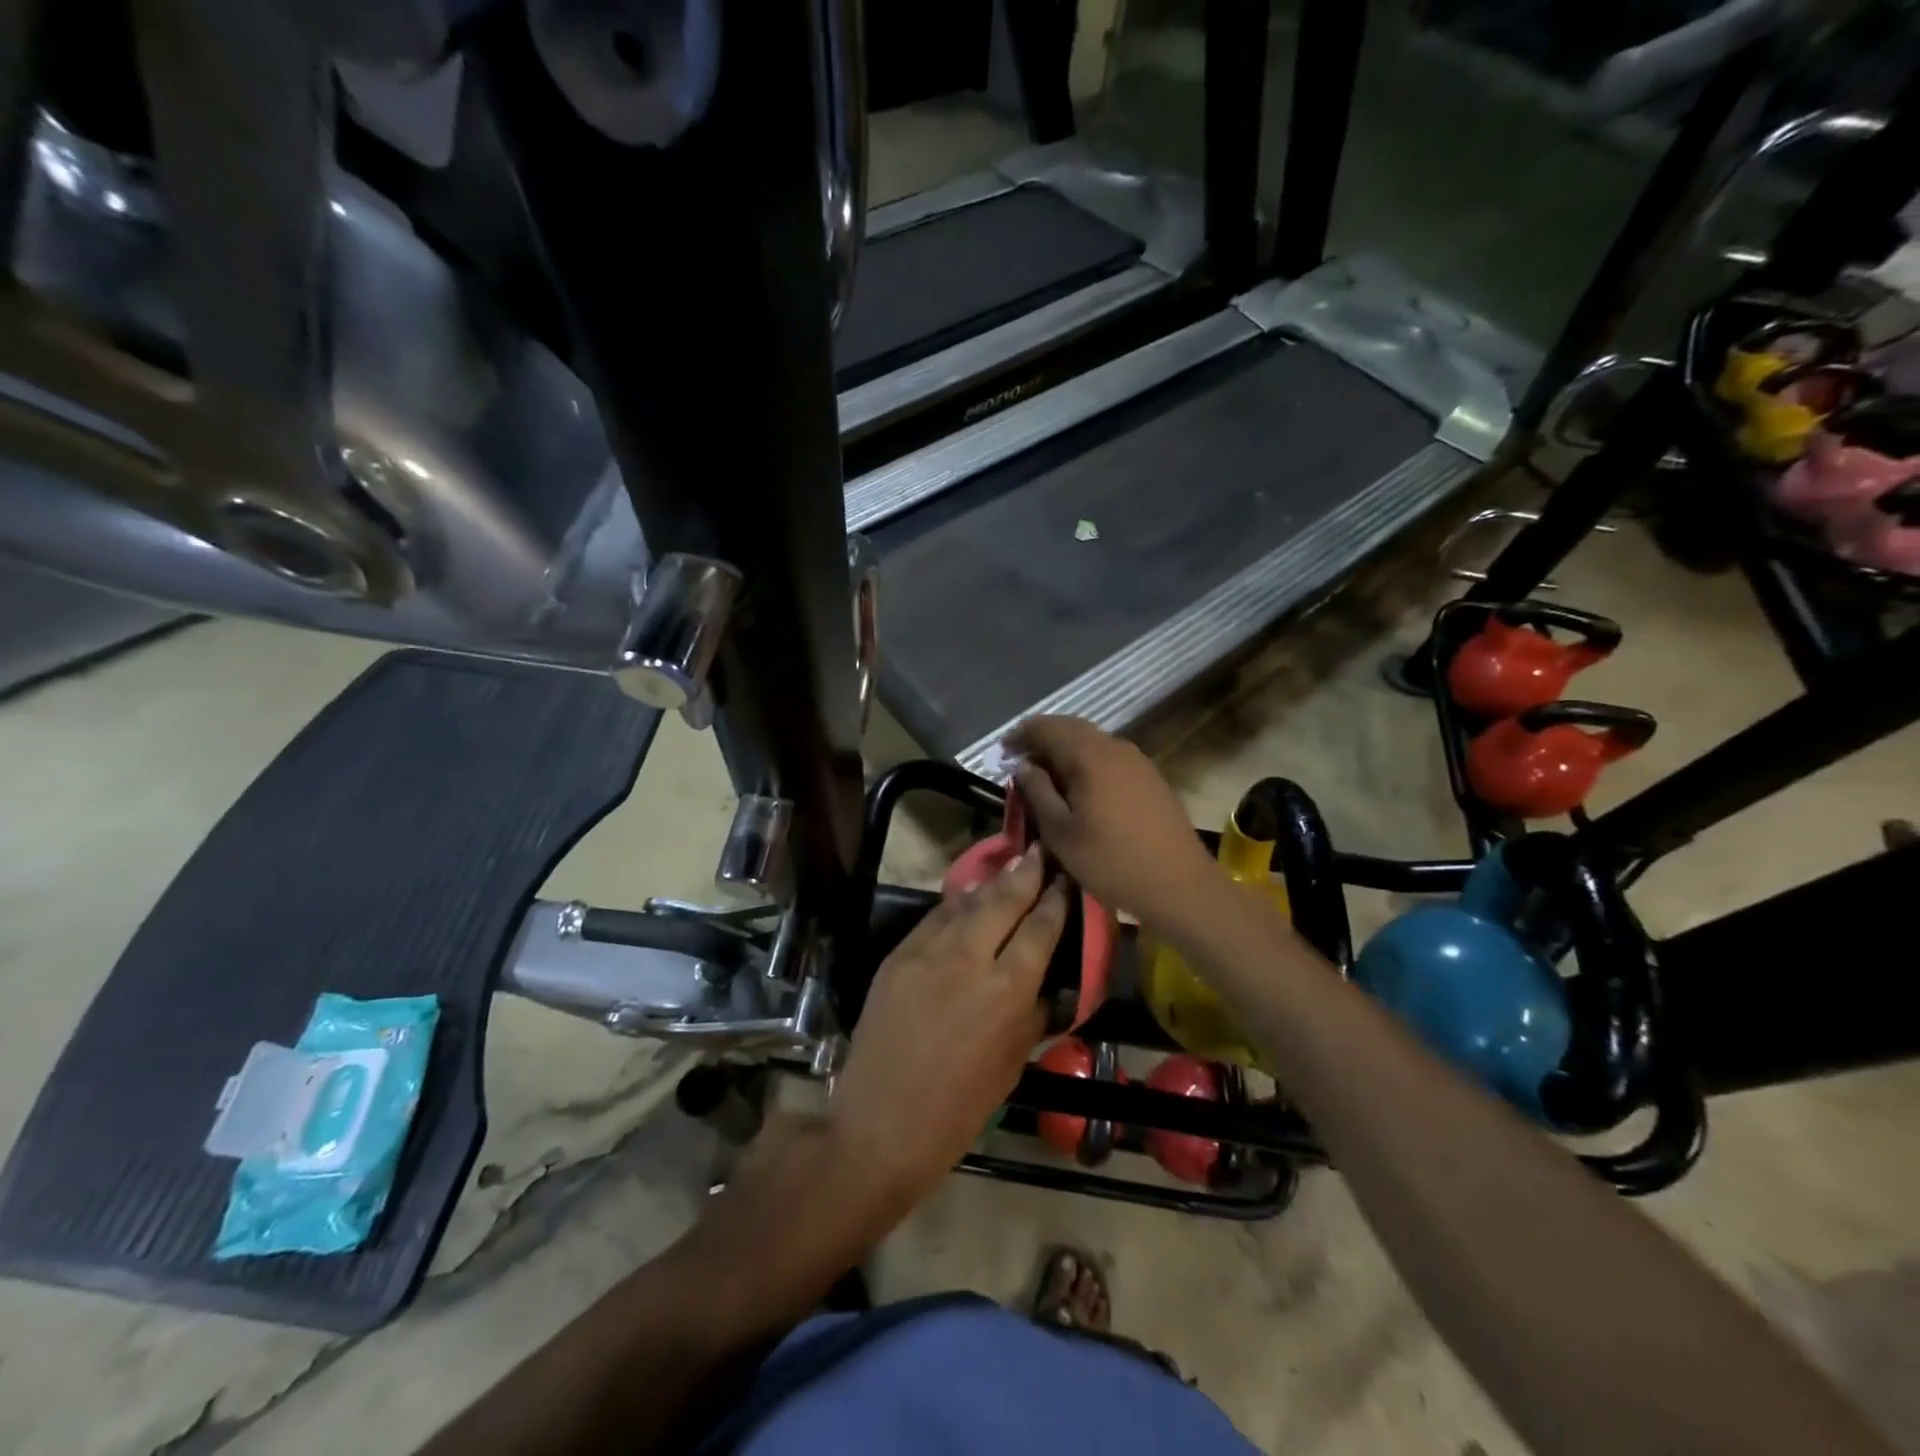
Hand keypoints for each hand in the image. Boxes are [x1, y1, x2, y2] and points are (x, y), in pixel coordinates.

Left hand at [828, 850, 1066, 1210]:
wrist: (880, 1125)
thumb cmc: (958, 1110)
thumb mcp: (1011, 1064)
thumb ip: (1031, 1014)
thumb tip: (1046, 983)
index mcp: (1007, 990)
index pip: (1040, 928)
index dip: (1055, 899)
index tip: (1065, 878)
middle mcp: (969, 958)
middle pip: (1004, 899)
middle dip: (1026, 872)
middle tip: (1040, 849)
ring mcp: (928, 952)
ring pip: (966, 902)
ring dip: (991, 882)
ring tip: (1010, 864)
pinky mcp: (898, 955)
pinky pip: (933, 920)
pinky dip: (955, 906)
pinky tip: (966, 898)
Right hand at [1007, 715, 1220, 932]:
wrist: (1180, 886)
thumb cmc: (1111, 862)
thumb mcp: (1061, 832)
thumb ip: (1037, 792)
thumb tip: (1024, 766)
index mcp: (1090, 755)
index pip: (1046, 727)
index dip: (1020, 735)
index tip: (1001, 753)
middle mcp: (1116, 747)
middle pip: (1071, 729)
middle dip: (1042, 740)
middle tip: (1019, 761)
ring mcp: (1138, 761)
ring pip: (1092, 743)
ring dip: (1064, 752)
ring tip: (1045, 777)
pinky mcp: (1150, 778)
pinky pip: (1109, 758)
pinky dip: (1086, 764)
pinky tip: (1079, 789)